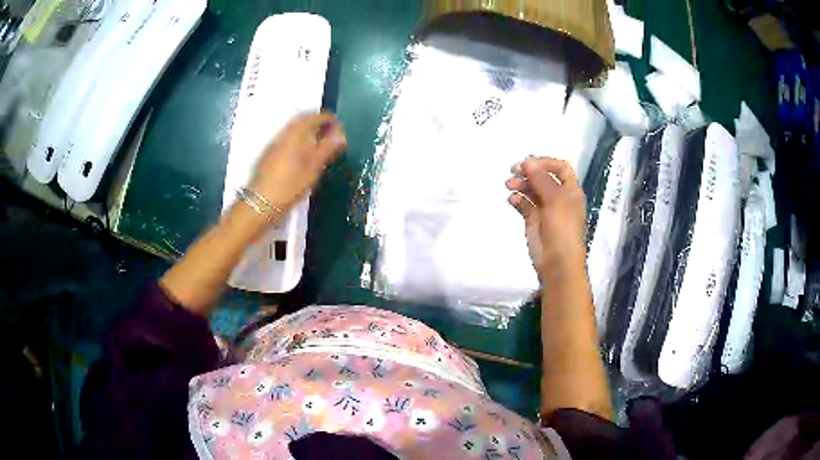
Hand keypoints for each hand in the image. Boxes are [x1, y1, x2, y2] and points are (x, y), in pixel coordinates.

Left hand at [249, 113, 347, 212]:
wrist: (262, 202)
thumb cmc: (291, 185)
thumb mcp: (314, 167)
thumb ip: (328, 148)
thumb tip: (341, 134)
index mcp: (296, 134)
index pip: (313, 118)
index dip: (327, 118)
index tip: (338, 121)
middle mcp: (284, 134)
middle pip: (302, 121)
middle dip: (316, 122)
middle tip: (330, 129)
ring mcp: (275, 144)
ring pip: (293, 130)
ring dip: (307, 130)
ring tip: (320, 139)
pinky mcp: (270, 154)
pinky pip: (288, 138)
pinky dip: (299, 138)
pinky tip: (304, 150)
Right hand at [505, 156, 586, 279]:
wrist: (557, 262)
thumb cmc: (562, 228)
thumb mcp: (555, 200)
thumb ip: (541, 179)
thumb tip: (527, 160)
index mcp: (570, 190)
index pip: (560, 168)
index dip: (545, 162)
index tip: (528, 162)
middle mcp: (559, 197)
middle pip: (543, 177)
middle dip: (529, 172)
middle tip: (513, 171)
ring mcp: (545, 209)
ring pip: (531, 189)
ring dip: (520, 184)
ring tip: (509, 185)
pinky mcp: (533, 220)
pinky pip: (524, 204)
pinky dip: (517, 199)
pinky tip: (512, 200)